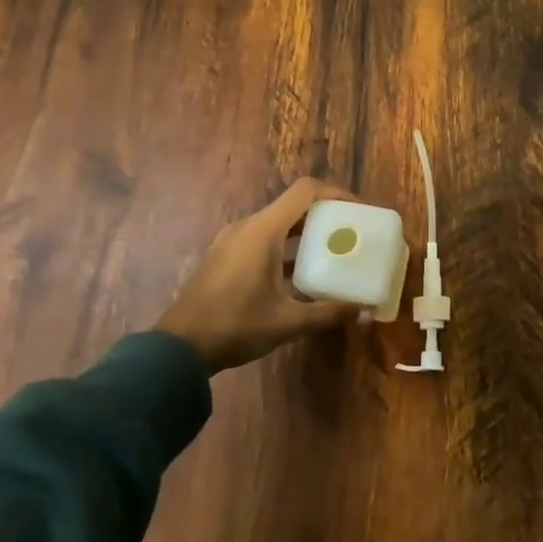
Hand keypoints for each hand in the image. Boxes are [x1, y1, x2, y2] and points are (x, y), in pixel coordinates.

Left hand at [158, 178, 360, 370]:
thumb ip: (328, 313)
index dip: (336, 193)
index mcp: (263, 231)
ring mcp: (232, 241)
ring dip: (305, 232)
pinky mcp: (224, 257)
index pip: (305, 191)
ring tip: (332, 252)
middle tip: (351, 233)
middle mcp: (247, 227)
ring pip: (277, 223)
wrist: (178, 350)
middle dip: (325, 215)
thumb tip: (365, 312)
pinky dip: (286, 247)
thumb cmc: (235, 327)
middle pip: (293, 206)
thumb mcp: (288, 322)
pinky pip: (263, 239)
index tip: (359, 210)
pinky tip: (301, 274)